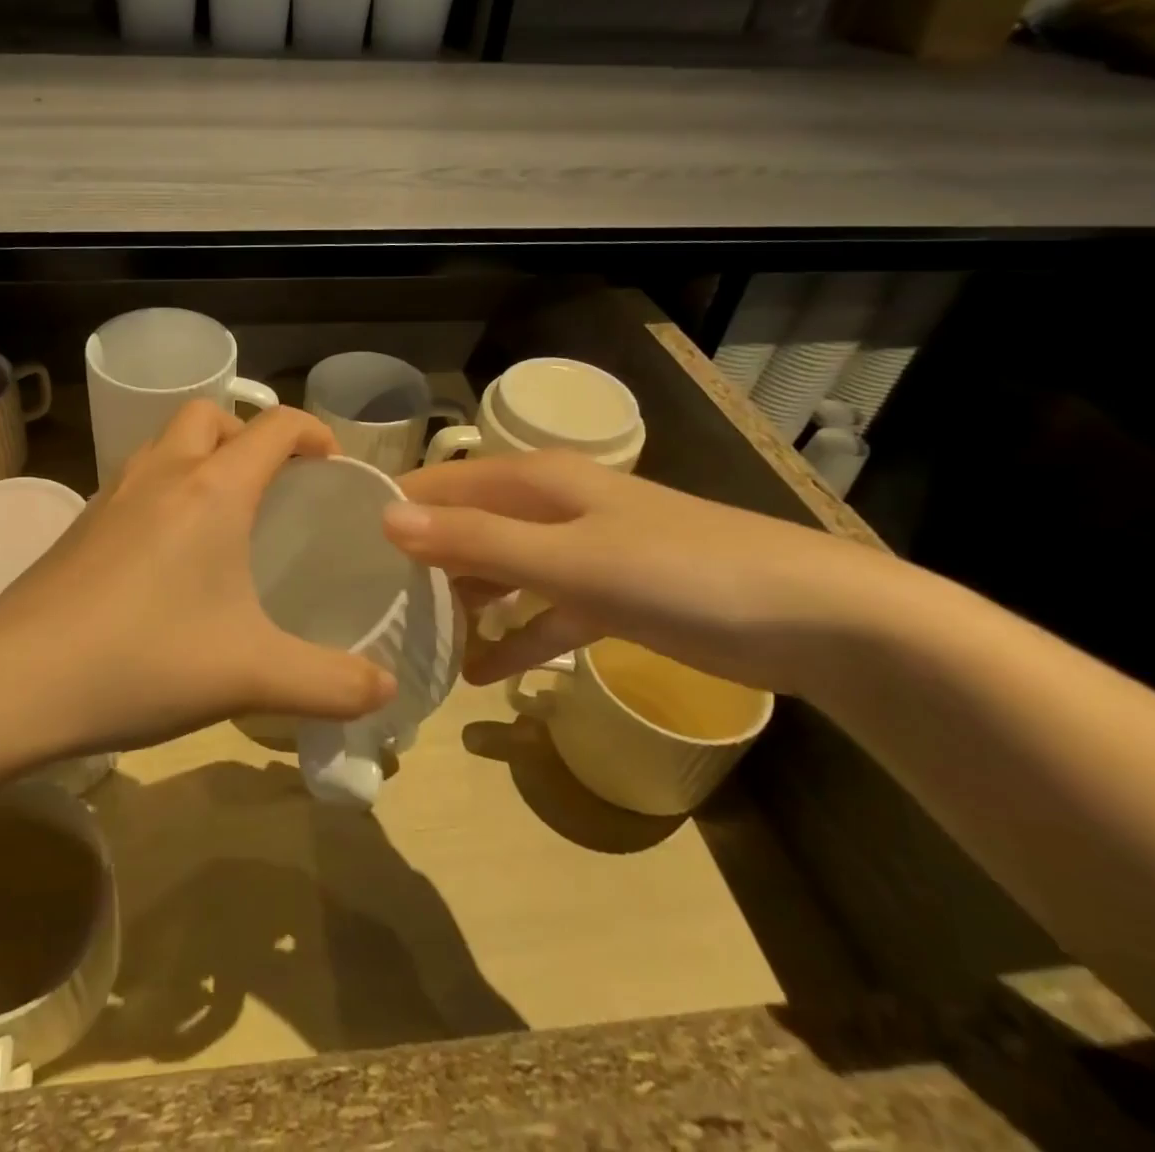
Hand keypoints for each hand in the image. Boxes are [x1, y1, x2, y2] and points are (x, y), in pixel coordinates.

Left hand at [0, 402, 396, 753]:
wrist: (17, 681)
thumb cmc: (145, 661)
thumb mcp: (253, 676)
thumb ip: (331, 683)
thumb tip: (385, 689)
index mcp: (212, 490)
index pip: (274, 426)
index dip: (311, 431)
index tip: (330, 464)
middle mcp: (161, 475)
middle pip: (208, 415)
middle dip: (246, 435)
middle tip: (269, 486)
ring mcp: (110, 496)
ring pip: (163, 444)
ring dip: (199, 458)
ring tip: (221, 516)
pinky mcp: (79, 525)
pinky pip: (133, 481)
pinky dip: (162, 491)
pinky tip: (165, 557)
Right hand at [382, 449, 914, 697]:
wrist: (814, 620)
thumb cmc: (678, 574)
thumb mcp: (566, 560)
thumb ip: (475, 540)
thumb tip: (384, 518)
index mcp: (535, 480)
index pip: (441, 483)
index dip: (393, 507)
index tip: (340, 546)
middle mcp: (551, 505)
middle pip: (467, 526)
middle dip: (422, 561)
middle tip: (370, 604)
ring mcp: (582, 551)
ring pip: (501, 569)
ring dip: (465, 602)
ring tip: (418, 642)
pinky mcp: (609, 594)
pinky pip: (543, 611)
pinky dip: (515, 636)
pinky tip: (484, 674)